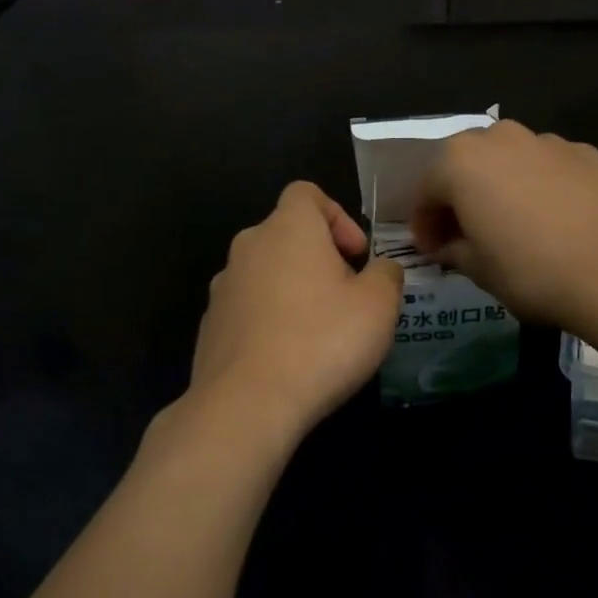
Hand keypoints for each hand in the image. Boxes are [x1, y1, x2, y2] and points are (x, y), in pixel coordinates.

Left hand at [189, 182, 405, 443]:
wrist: (247, 404)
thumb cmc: (322, 342)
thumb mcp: (379, 305)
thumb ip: (387, 274)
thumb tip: (381, 268)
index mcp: (288, 228)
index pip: (307, 193)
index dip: (337, 216)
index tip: (355, 255)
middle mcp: (248, 246)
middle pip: (287, 234)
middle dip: (319, 257)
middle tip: (347, 296)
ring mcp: (223, 287)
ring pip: (266, 272)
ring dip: (293, 289)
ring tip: (319, 331)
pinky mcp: (210, 325)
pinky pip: (247, 307)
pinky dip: (269, 319)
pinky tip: (288, 357)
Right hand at [411, 120, 597, 334]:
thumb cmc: (532, 271)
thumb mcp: (479, 270)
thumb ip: (453, 249)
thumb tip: (447, 245)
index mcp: (460, 161)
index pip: (425, 190)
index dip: (423, 223)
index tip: (431, 250)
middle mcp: (499, 137)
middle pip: (464, 164)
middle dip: (457, 196)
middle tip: (464, 233)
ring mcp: (546, 140)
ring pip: (507, 159)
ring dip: (498, 186)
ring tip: (511, 223)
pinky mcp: (585, 152)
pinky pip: (545, 166)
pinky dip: (537, 185)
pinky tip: (552, 219)